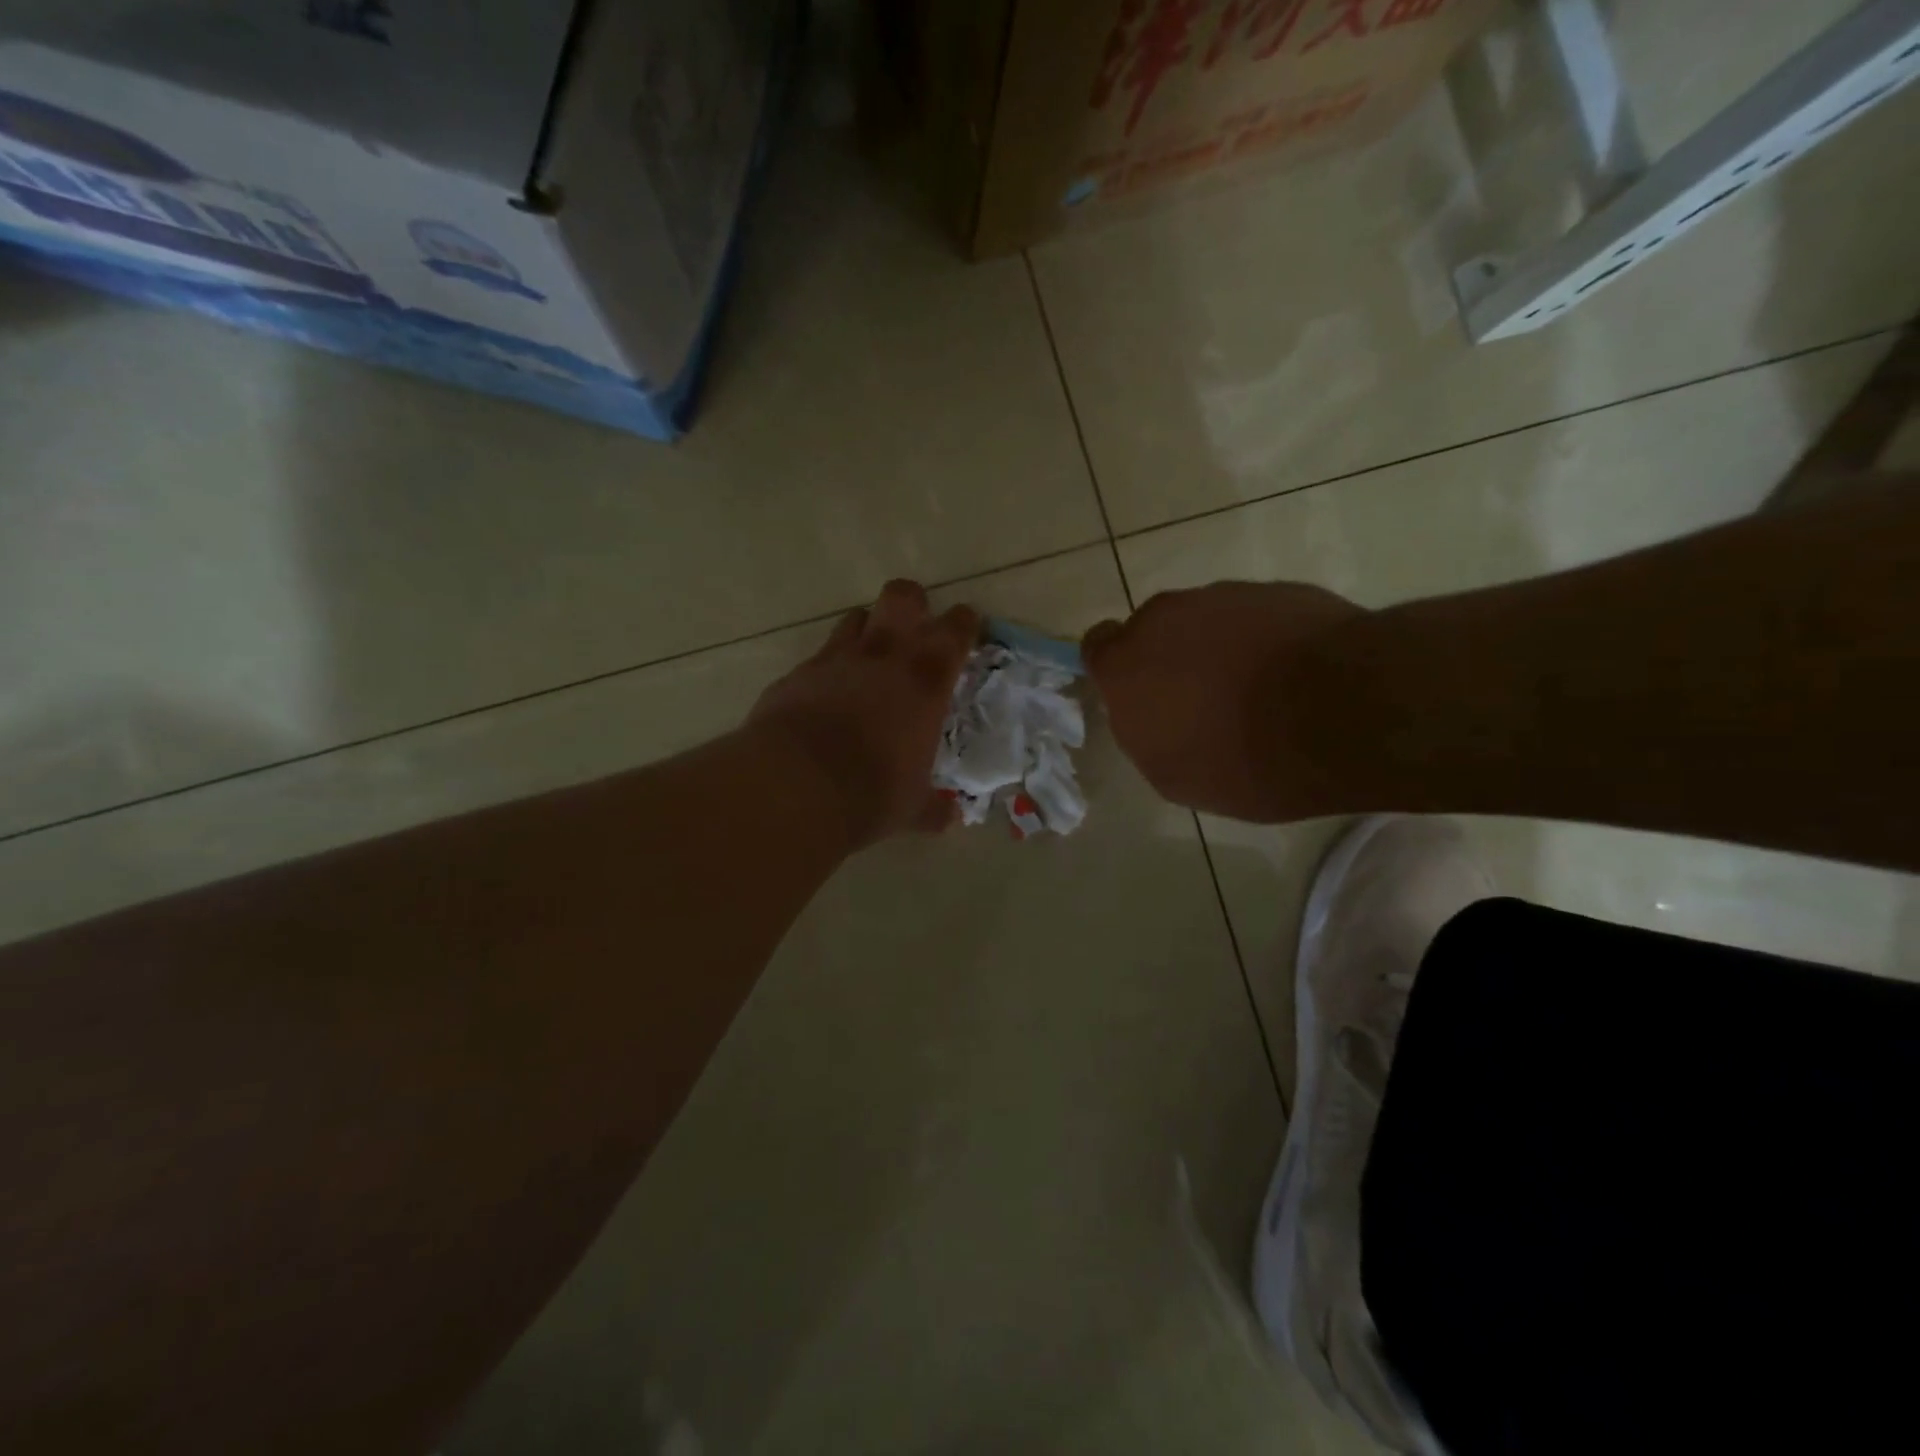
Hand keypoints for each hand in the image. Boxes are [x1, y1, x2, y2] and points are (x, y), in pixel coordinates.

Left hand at [748, 580, 978, 848]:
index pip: (955, 631)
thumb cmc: (870, 794)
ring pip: (856, 617)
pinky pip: (819, 656)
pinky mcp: (797, 674)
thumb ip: (932, 808)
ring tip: (869, 655)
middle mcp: (883, 657)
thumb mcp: (911, 809)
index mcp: (925, 682)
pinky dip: (828, 667)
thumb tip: (949, 816)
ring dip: (867, 629)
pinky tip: (826, 692)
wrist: (794, 787)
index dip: (964, 623)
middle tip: (916, 626)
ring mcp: (835, 660)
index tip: (967, 624)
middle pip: (902, 597)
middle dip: (913, 603)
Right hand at [1083, 581, 1365, 821]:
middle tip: (1204, 698)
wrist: (1340, 712)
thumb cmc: (1242, 759)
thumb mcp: (1174, 775)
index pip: (1097, 647)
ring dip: (1218, 647)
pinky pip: (1252, 615)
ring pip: (1204, 620)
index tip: (1143, 694)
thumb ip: (1146, 733)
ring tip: (1259, 689)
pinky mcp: (1274, 589)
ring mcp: (1221, 597)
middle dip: (1170, 658)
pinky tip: (1292, 674)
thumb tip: (1152, 713)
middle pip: (1153, 631)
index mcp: (1125, 665)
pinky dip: (1261, 639)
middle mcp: (1163, 618)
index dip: (1117, 669)